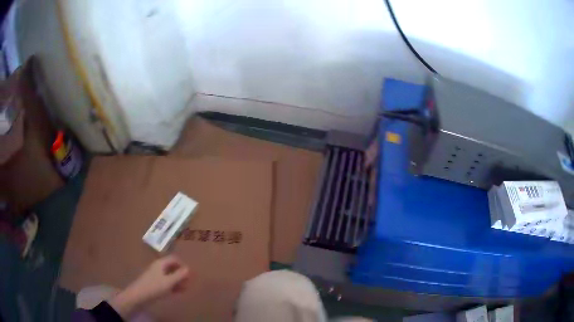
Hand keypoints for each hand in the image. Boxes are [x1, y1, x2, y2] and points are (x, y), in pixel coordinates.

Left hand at [109, 255, 189, 317]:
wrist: (139, 295)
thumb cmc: (155, 287)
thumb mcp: (169, 281)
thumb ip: (180, 275)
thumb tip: (189, 268)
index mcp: (161, 263)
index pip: (174, 258)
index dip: (183, 265)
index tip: (190, 274)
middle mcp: (158, 266)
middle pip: (172, 267)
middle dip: (181, 274)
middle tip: (188, 283)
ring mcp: (156, 274)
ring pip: (170, 275)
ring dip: (178, 281)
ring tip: (184, 289)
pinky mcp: (154, 282)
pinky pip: (166, 281)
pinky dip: (172, 285)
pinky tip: (176, 292)